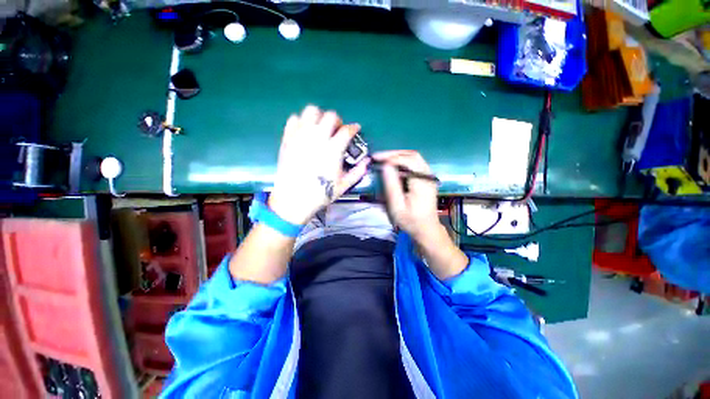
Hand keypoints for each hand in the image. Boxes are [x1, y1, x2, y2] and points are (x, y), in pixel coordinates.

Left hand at [269, 105, 368, 225]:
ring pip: (311, 111)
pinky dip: (302, 121)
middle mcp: (318, 138)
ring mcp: (301, 136)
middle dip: (337, 121)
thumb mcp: (343, 186)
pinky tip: (305, 131)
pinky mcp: (288, 138)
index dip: (353, 128)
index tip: (355, 129)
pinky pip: (294, 118)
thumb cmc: (320, 194)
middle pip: (330, 116)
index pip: (347, 130)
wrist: (293, 199)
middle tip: (337, 130)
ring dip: (319, 116)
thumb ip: (357, 172)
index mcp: (333, 150)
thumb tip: (367, 162)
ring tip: (320, 128)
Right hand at [372, 150, 440, 239]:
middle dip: (394, 154)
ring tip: (383, 160)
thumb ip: (391, 185)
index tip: (376, 159)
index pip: (408, 160)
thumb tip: (385, 166)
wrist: (426, 229)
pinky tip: (392, 167)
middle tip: (378, 157)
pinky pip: (414, 165)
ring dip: (398, 157)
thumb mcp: (397, 206)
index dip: (391, 157)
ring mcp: (428, 177)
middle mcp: (428, 176)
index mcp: (422, 182)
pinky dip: (402, 163)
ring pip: (414, 158)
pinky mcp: (426, 179)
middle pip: (412, 155)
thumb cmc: (411, 220)